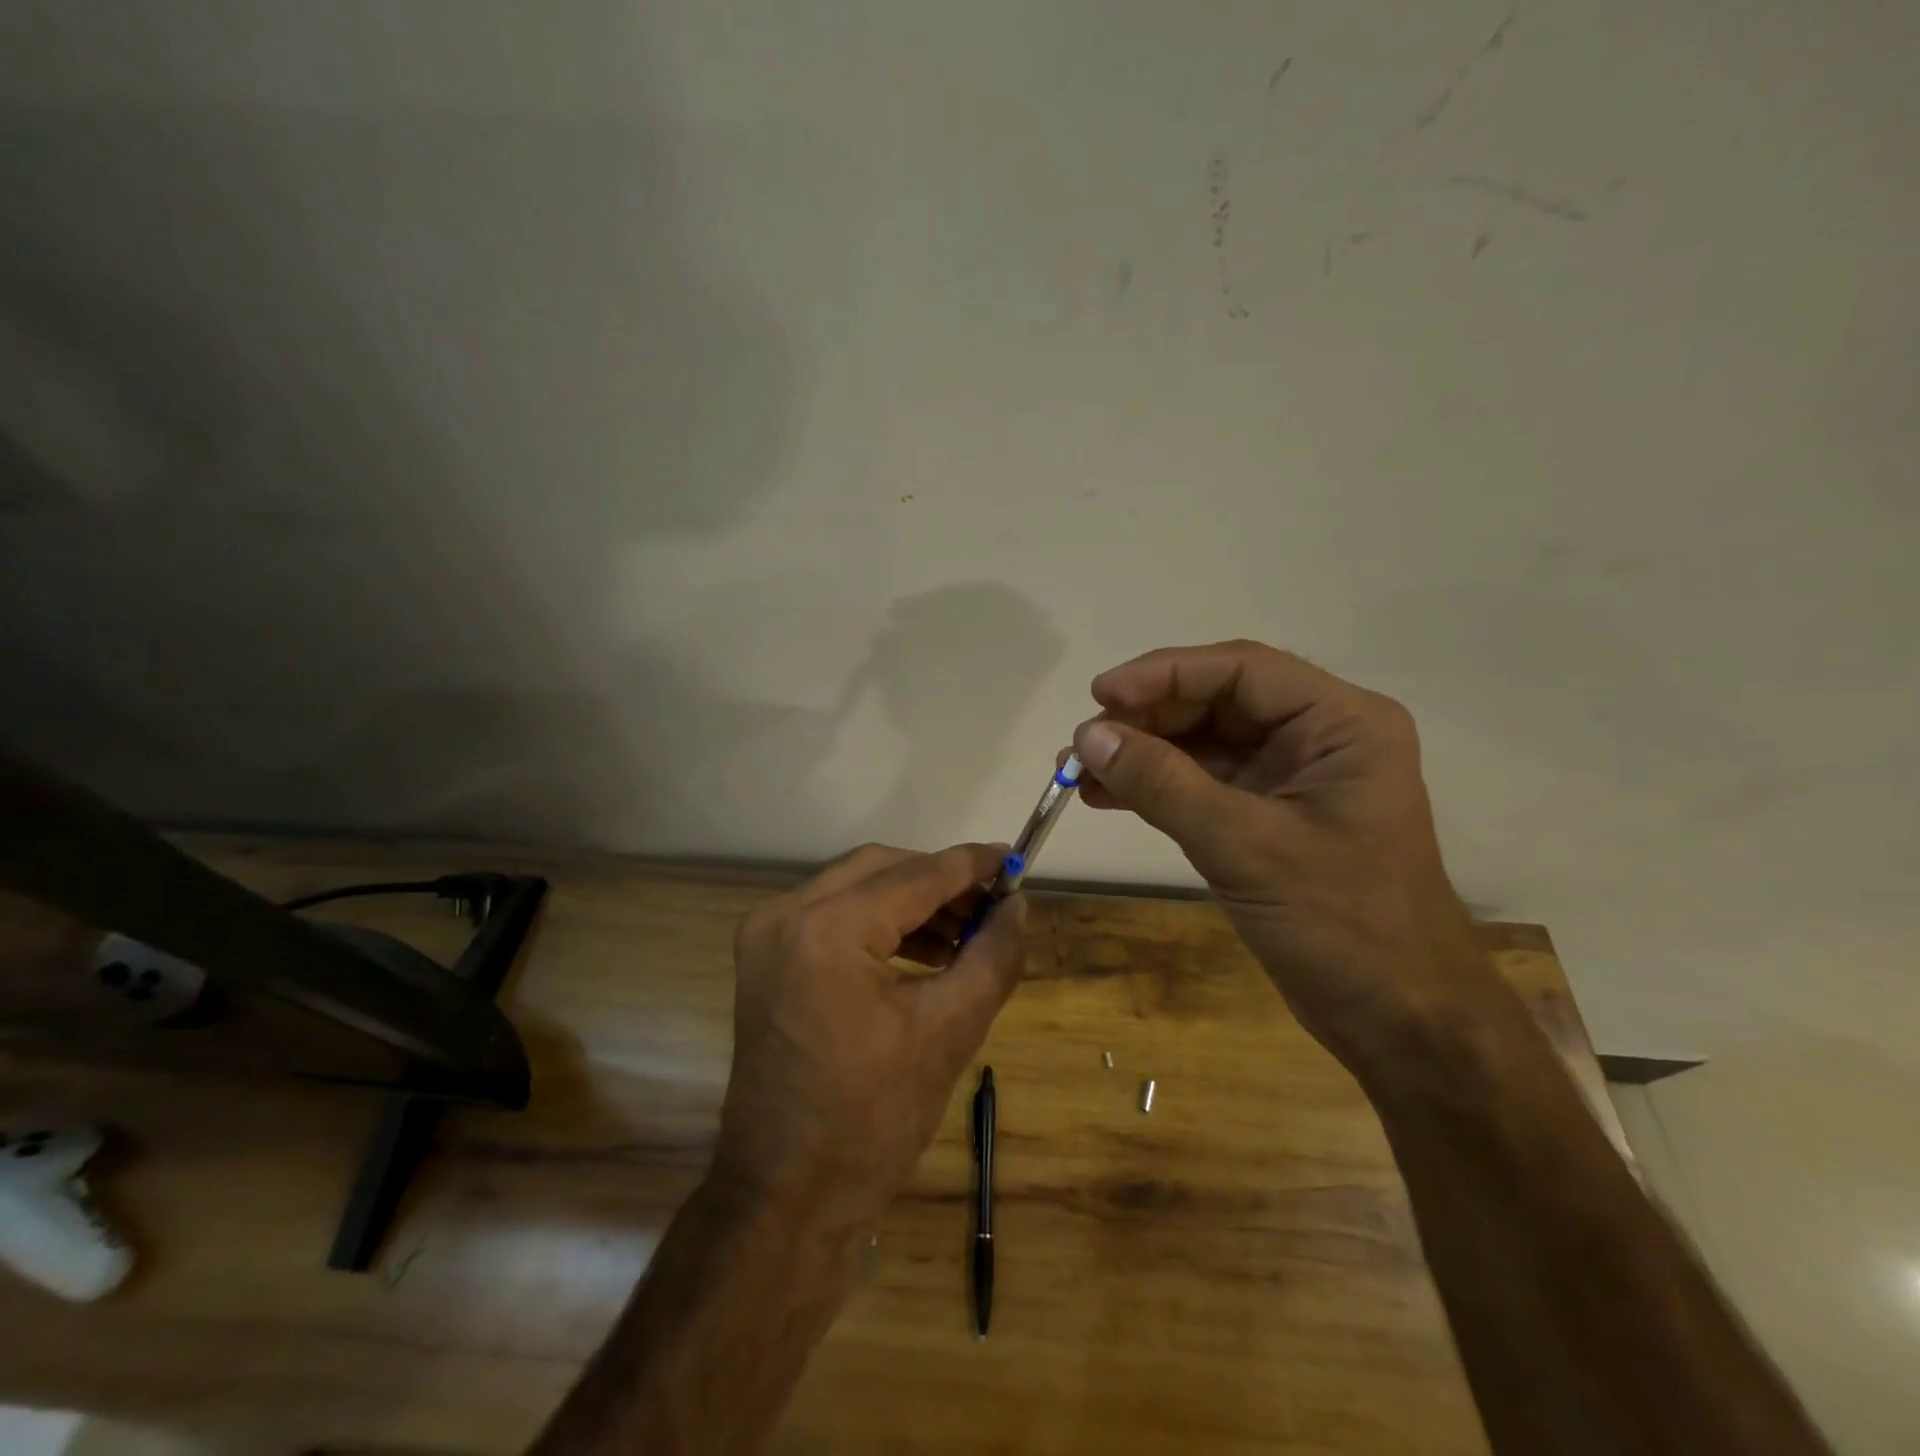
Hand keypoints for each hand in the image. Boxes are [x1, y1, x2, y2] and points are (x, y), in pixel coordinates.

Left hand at [712, 843, 1026, 1229]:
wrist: (786, 1198)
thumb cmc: (872, 1121)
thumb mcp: (950, 1031)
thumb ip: (993, 955)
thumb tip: (1017, 904)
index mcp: (827, 930)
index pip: (915, 876)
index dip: (971, 864)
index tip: (1014, 859)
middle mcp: (785, 916)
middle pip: (880, 869)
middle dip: (941, 881)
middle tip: (992, 903)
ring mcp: (766, 936)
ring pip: (856, 888)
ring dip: (912, 902)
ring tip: (967, 932)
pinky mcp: (765, 959)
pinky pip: (833, 916)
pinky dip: (880, 924)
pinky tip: (925, 950)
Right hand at [1070, 641, 1500, 1071]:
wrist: (1400, 1021)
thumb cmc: (1342, 925)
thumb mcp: (1245, 847)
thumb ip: (1164, 785)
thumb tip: (1088, 737)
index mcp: (1340, 723)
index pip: (1240, 669)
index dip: (1164, 674)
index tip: (1100, 696)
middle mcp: (1317, 737)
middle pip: (1216, 701)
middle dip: (1146, 718)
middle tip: (1082, 742)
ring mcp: (1290, 778)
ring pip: (1202, 742)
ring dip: (1141, 752)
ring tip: (1078, 769)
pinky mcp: (1268, 817)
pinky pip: (1201, 783)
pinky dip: (1154, 787)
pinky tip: (1105, 796)